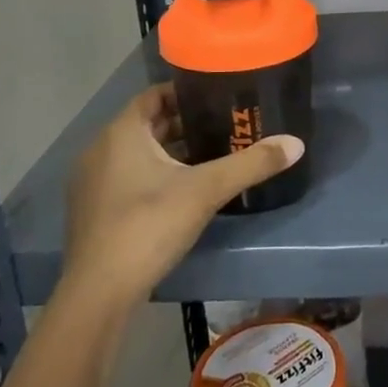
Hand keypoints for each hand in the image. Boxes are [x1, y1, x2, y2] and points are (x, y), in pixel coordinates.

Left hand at [62, 85, 303, 309]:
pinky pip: (126, 177)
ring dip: (169, 152)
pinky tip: (181, 192)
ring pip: (136, 153)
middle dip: (184, 124)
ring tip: (209, 157)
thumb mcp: (206, 190)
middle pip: (147, 124)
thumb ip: (251, 164)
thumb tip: (296, 144)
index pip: (153, 95)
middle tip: (223, 127)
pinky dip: (152, 175)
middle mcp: (100, 149)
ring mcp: (91, 182)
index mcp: (122, 132)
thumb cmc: (149, 225)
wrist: (99, 293)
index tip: (217, 98)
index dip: (185, 93)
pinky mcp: (92, 211)